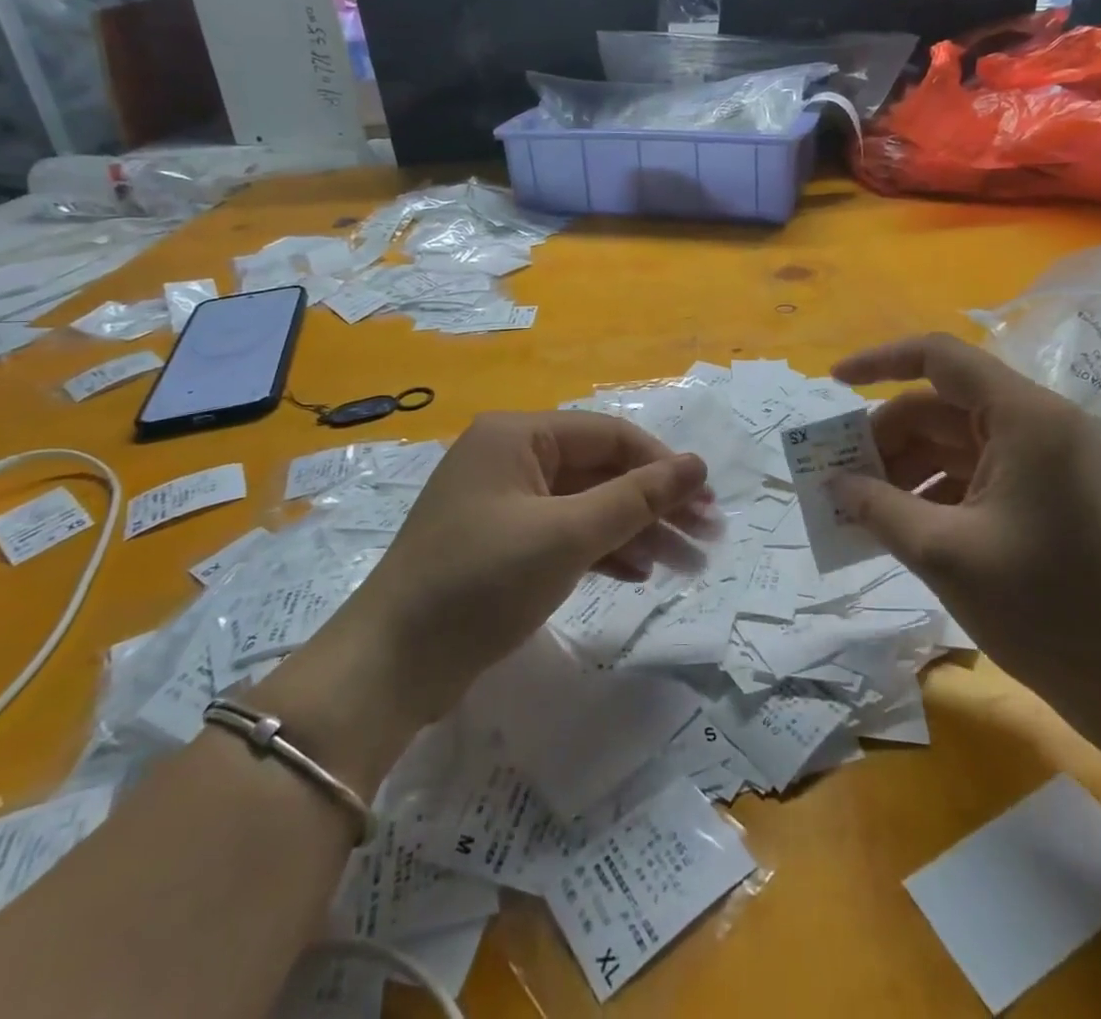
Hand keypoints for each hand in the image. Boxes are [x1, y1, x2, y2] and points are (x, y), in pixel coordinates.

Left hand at [312, 412, 712, 728]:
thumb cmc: (481, 582)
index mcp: (517, 435)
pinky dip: (601, 551)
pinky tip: (638, 574)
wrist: (391, 666)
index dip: (662, 466)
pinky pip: (564, 535)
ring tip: (687, 565)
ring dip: (636, 532)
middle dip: (655, 504)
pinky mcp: (501, 545)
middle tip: (708, 536)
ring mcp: (503, 503)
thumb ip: (636, 498)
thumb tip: (696, 464)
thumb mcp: (566, 536)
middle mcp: (510, 457)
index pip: (609, 436)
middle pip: (600, 471)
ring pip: (586, 506)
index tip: (707, 502)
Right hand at [829, 333, 1100, 731]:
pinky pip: (975, 472)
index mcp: (1024, 418)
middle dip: (886, 437)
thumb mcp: (944, 553)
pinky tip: (904, 526)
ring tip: (864, 509)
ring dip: (906, 467)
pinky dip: (934, 489)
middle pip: (941, 405)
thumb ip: (878, 507)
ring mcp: (1047, 460)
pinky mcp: (1049, 493)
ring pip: (954, 441)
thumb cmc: (1046, 609)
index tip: (832, 384)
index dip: (879, 361)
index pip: (939, 357)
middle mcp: (1039, 424)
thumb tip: (832, 483)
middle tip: (841, 476)